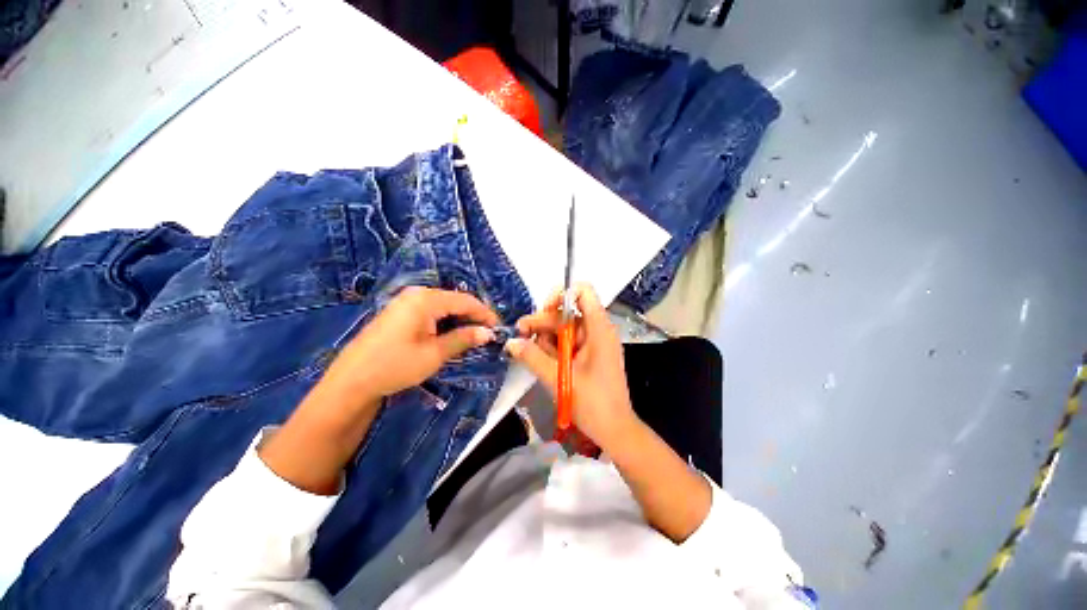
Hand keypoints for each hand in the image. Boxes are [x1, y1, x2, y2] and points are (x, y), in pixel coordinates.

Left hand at [327, 286, 498, 408]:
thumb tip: (488, 333)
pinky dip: (446, 321)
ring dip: (460, 319)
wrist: (351, 381)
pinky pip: (432, 310)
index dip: (485, 313)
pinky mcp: (401, 311)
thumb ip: (463, 339)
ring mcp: (407, 301)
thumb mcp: (434, 354)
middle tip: (488, 334)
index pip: (466, 301)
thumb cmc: (395, 366)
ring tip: (474, 336)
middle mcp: (417, 294)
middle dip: (473, 316)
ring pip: (444, 305)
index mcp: (426, 300)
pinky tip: (452, 333)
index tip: (498, 328)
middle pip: (455, 300)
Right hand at [505, 284, 636, 449]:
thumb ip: (532, 357)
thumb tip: (510, 342)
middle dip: (543, 321)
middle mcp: (597, 330)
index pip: (583, 292)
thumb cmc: (592, 403)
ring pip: (565, 328)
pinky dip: (554, 348)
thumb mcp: (558, 378)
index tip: (544, 311)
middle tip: (520, 333)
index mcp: (598, 328)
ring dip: (545, 336)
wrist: (615, 430)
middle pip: (567, 312)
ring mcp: (594, 343)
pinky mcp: (589, 355)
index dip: (562, 295)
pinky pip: (568, 342)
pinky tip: (541, 359)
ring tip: (528, 350)